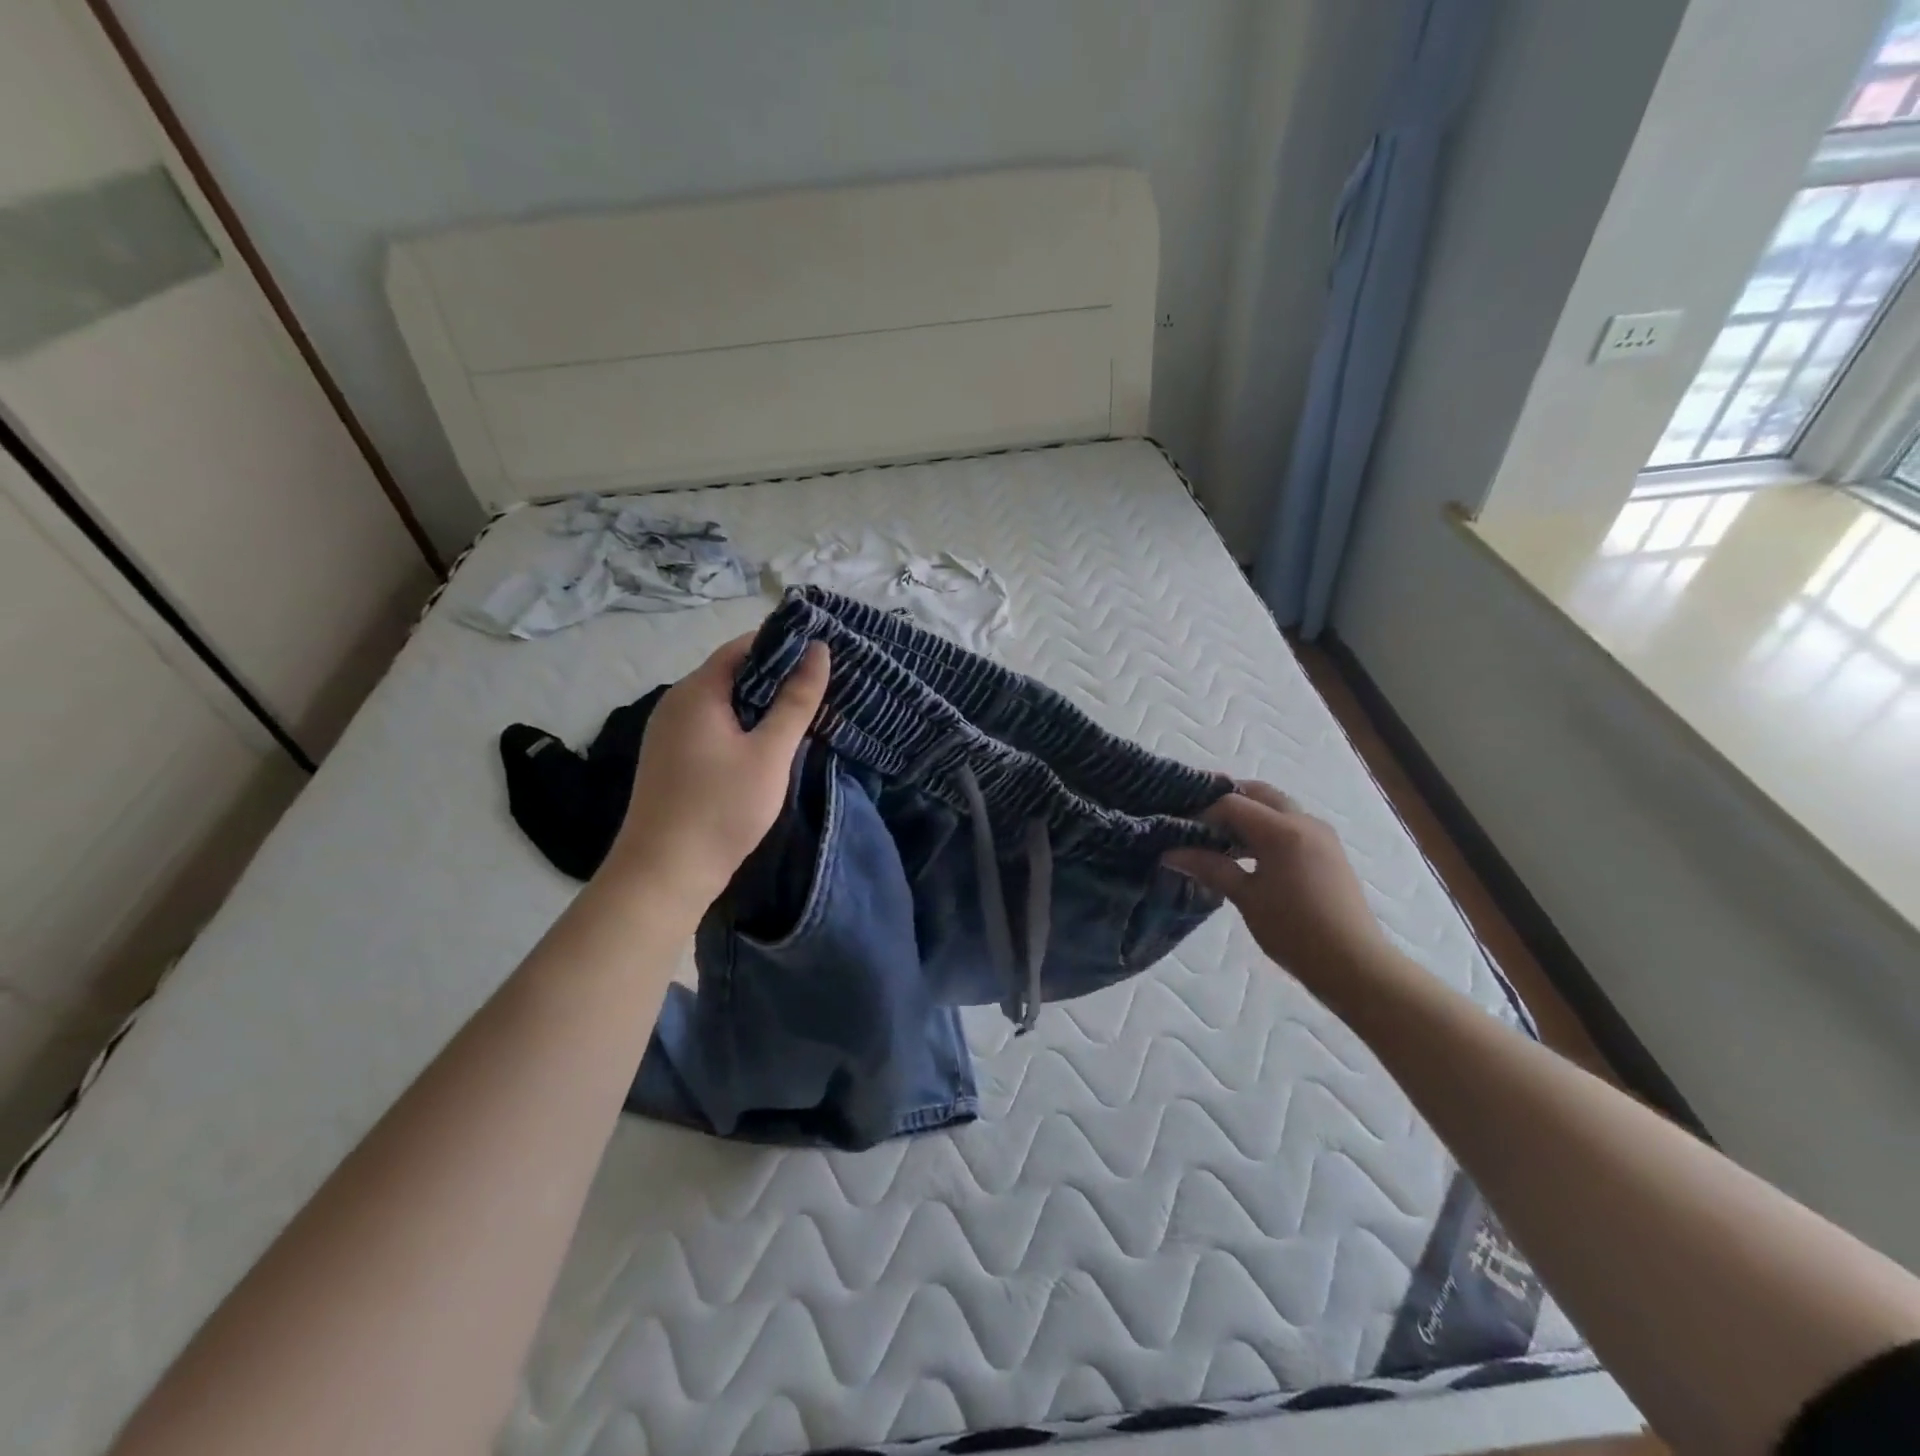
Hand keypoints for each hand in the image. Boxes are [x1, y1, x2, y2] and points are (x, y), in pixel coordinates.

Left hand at [603, 632, 828, 908]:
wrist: (664, 873)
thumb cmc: (722, 807)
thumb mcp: (770, 752)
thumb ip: (797, 700)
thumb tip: (819, 650)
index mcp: (697, 691)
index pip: (743, 646)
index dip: (784, 644)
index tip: (822, 652)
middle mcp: (676, 702)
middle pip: (732, 672)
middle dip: (777, 675)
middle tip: (822, 684)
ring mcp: (669, 732)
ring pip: (723, 702)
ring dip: (761, 703)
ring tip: (804, 711)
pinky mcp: (671, 758)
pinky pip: (712, 725)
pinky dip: (743, 725)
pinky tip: (768, 743)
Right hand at [1165, 781, 1391, 990]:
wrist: (1354, 964)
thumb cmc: (1294, 930)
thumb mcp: (1246, 898)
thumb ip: (1210, 867)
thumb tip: (1171, 853)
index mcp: (1282, 830)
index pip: (1232, 804)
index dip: (1203, 814)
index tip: (1182, 833)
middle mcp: (1304, 822)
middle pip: (1259, 794)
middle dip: (1227, 802)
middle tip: (1199, 823)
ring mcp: (1321, 835)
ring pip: (1277, 808)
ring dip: (1248, 816)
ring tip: (1220, 842)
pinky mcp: (1329, 851)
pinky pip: (1291, 825)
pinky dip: (1267, 830)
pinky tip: (1250, 857)